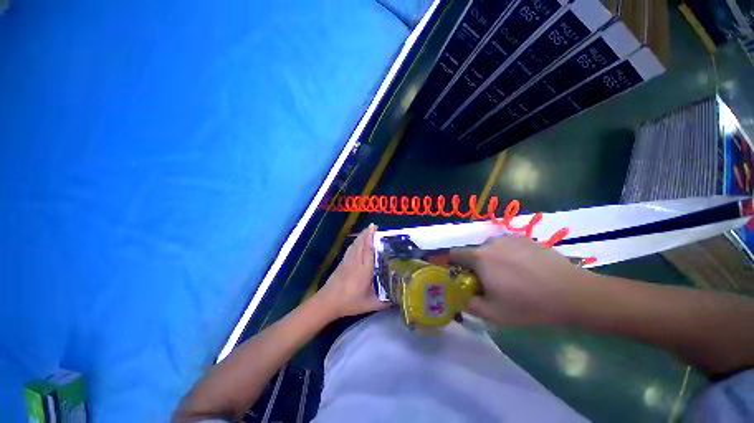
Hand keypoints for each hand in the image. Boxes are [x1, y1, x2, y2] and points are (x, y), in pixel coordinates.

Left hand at [317, 224, 389, 318]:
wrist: (327, 302)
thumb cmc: (350, 303)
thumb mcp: (370, 305)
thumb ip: (385, 301)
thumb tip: (399, 297)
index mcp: (364, 271)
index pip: (369, 251)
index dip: (372, 239)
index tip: (376, 230)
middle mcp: (356, 263)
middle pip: (361, 244)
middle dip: (367, 233)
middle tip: (375, 226)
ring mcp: (347, 261)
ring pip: (355, 245)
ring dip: (361, 236)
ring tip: (368, 229)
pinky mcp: (342, 262)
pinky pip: (350, 249)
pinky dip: (355, 242)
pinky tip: (358, 240)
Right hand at [450, 236, 597, 325]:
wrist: (572, 293)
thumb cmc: (528, 304)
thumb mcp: (492, 313)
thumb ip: (467, 303)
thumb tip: (456, 295)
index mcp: (478, 257)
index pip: (453, 254)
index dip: (453, 265)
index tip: (463, 278)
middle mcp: (490, 242)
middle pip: (473, 253)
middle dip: (476, 266)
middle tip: (492, 283)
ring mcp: (508, 238)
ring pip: (490, 249)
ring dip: (492, 260)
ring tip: (511, 276)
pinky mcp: (524, 238)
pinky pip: (506, 246)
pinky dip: (508, 255)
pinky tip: (525, 269)